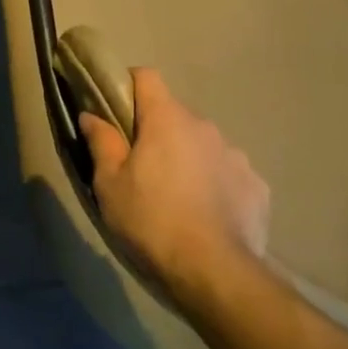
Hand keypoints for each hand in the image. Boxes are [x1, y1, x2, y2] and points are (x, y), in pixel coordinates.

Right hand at [79, 68, 269, 308]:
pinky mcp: (256, 185)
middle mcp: (205, 126)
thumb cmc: (151, 221)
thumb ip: (101, 143)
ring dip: (188, 158)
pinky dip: (215, 184)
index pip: (147, 77)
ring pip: (202, 145)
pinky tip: (206, 215)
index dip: (129, 86)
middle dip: (157, 131)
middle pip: (174, 115)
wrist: (215, 271)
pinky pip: (228, 173)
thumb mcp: (109, 185)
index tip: (116, 109)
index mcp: (167, 119)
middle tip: (140, 166)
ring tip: (176, 196)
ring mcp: (235, 155)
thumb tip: (91, 114)